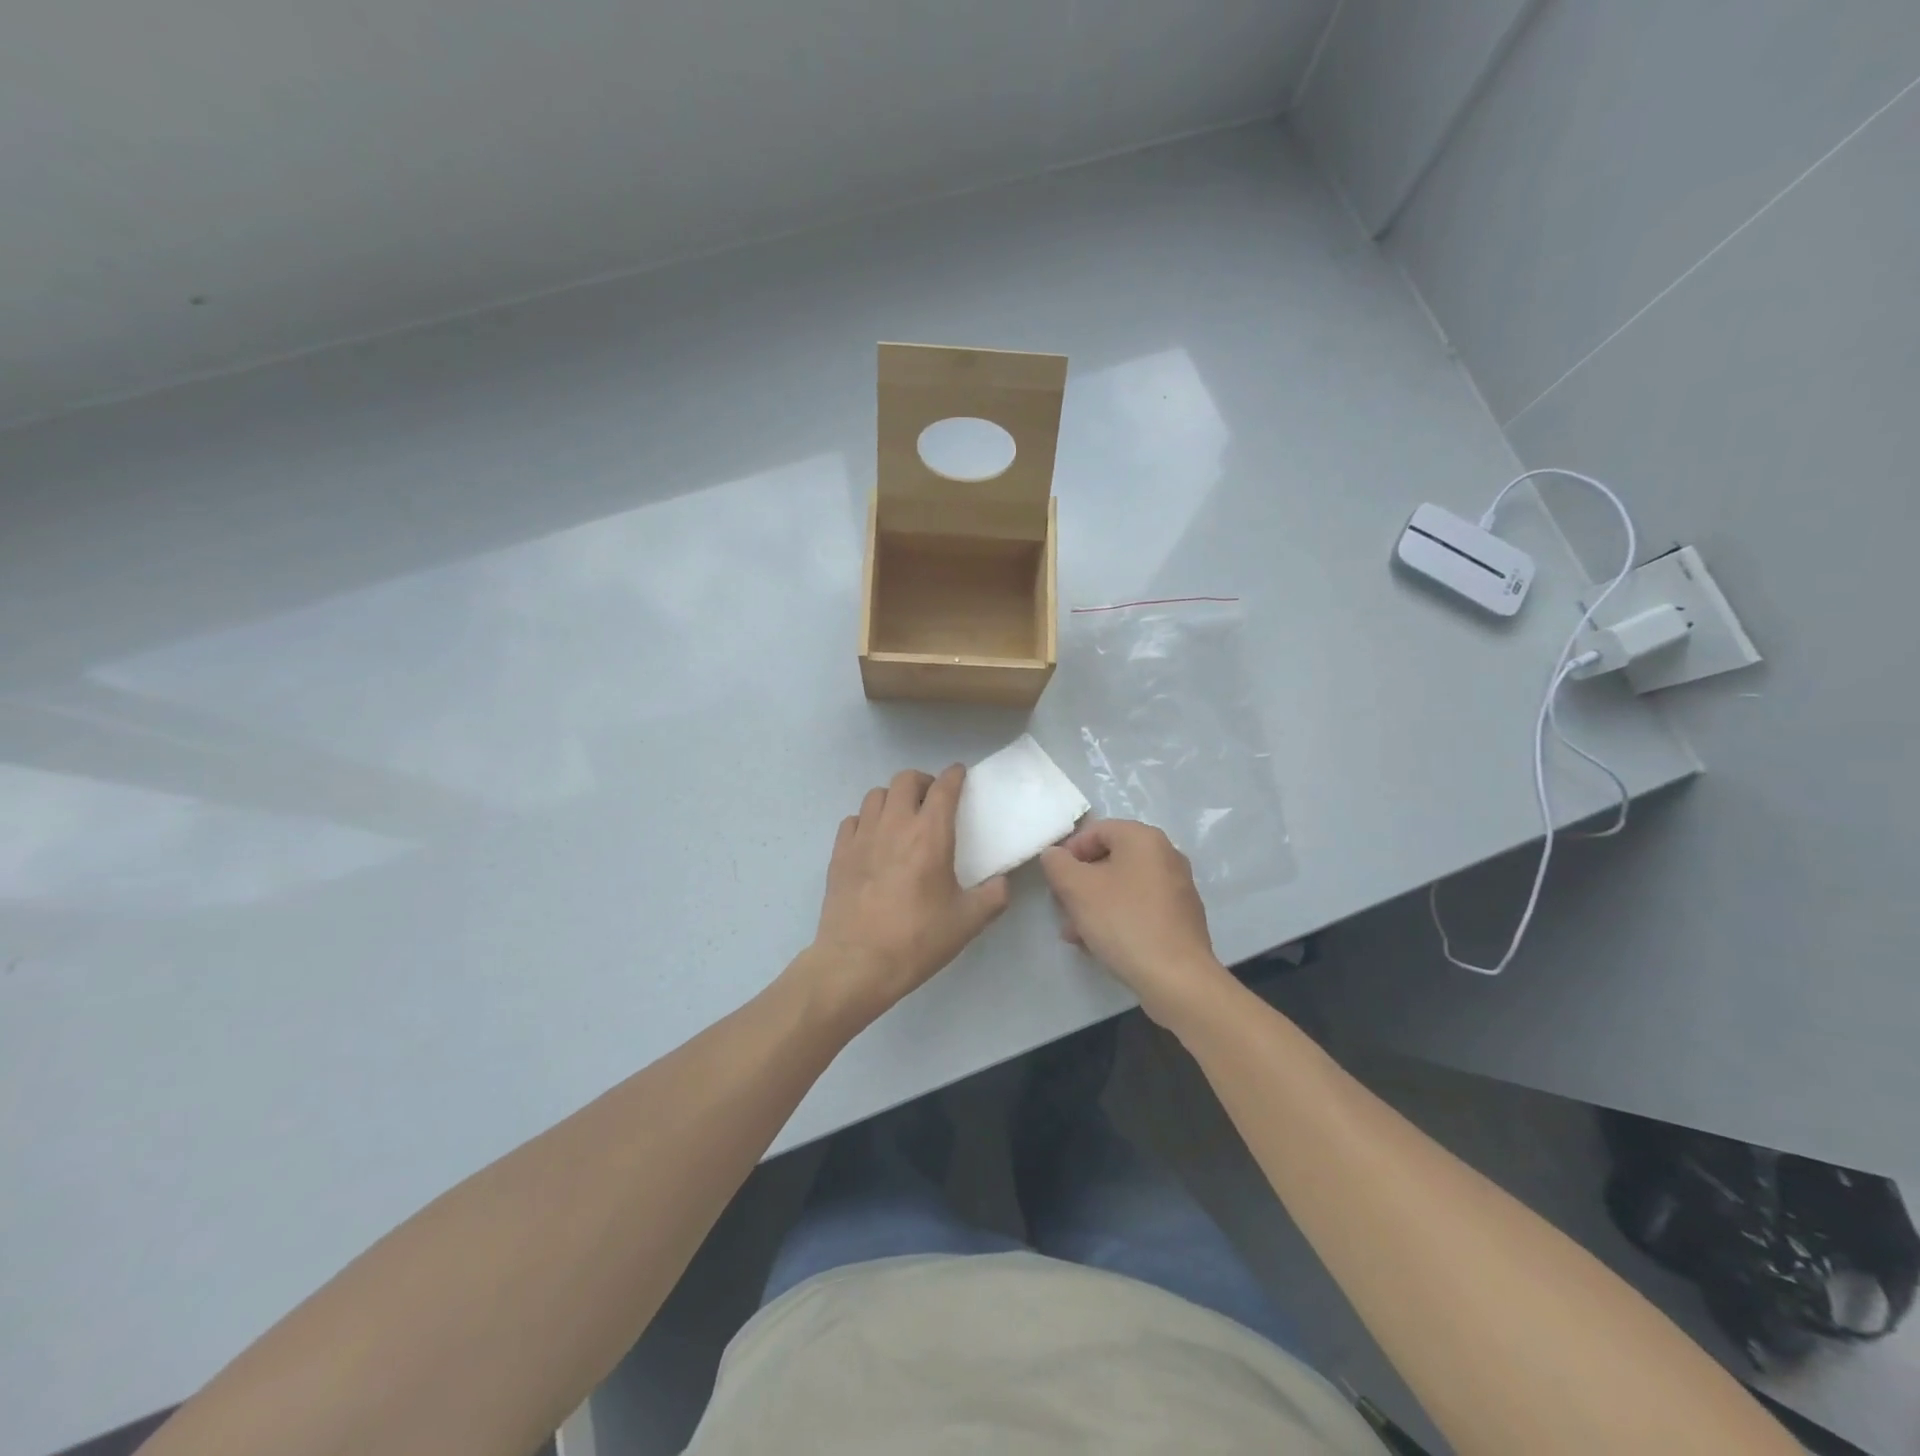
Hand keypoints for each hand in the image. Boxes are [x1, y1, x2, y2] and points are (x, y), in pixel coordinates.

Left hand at [805, 765, 1009, 1023]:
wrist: (857, 963)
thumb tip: (1002, 883)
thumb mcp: (967, 922)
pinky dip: (867, 820)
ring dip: (893, 798)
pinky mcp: (839, 853)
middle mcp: (894, 825)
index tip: (960, 774)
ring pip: (876, 795)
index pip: (943, 788)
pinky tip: (873, 840)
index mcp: (930, 835)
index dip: (954, 775)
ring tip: (902, 817)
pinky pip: (853, 820)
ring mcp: (862, 836)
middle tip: (932, 800)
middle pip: (905, 780)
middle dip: (922, 782)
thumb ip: (993, 897)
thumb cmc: (916, 940)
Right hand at [1040, 820, 1233, 1029]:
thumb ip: (1057, 864)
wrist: (1177, 978)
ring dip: (1095, 904)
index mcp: (1143, 838)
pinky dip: (1118, 917)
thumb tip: (1054, 854)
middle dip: (1080, 883)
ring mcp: (1178, 887)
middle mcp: (1166, 855)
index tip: (1054, 880)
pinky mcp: (1182, 917)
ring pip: (1123, 886)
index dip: (1069, 852)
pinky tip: (1100, 944)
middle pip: (1110, 859)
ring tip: (1075, 933)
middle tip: (1062, 908)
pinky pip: (1141, 907)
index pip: (1096, 830)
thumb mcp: (1077, 889)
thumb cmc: (1123, 922)